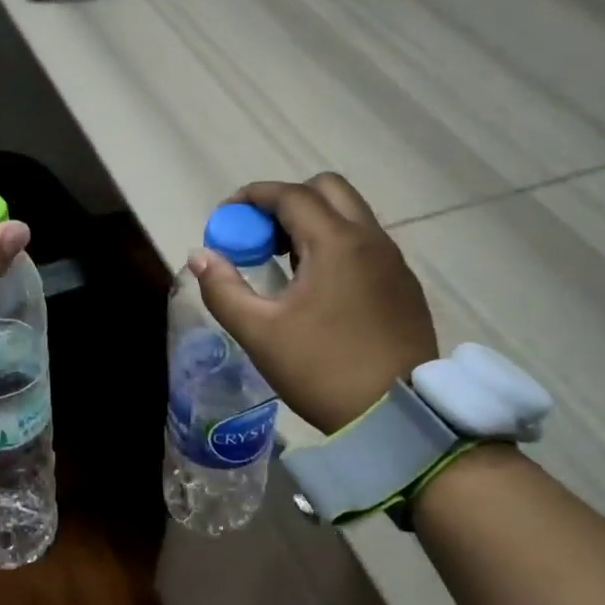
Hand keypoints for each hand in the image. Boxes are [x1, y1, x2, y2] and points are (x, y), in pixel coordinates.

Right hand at [190, 173, 436, 433]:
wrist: (398, 415)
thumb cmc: (322, 370)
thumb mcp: (259, 333)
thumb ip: (223, 289)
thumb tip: (200, 256)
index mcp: (336, 242)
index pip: (290, 195)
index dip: (252, 197)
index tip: (226, 215)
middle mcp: (370, 239)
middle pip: (327, 189)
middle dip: (287, 201)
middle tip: (260, 236)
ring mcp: (393, 261)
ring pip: (351, 215)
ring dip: (314, 222)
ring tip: (283, 262)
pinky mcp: (404, 285)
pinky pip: (366, 243)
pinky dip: (337, 244)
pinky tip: (318, 287)